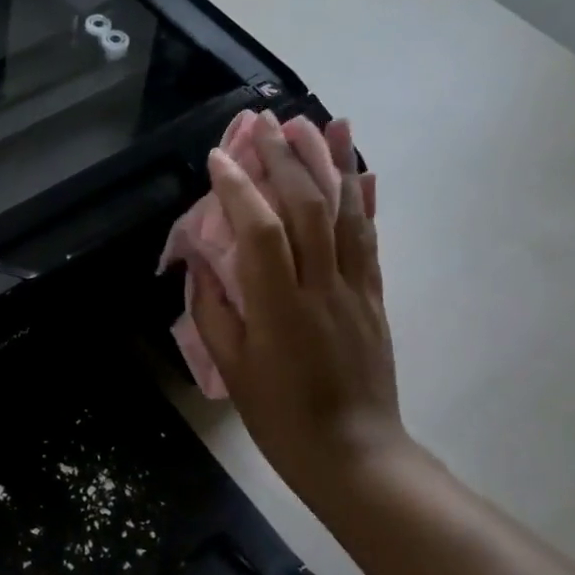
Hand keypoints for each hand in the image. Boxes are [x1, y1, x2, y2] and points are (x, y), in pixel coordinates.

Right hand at [186, 113, 406, 516]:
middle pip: (307, 208)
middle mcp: (322, 287)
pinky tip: (361, 169)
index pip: (260, 232)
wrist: (354, 453)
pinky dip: (365, 199)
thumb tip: (199, 260)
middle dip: (286, 158)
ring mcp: (355, 289)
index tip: (219, 156)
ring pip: (346, 213)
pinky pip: (370, 238)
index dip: (239, 189)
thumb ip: (212, 308)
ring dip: (332, 163)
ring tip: (321, 121)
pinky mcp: (375, 296)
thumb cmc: (280, 416)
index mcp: (279, 308)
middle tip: (266, 122)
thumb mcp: (232, 368)